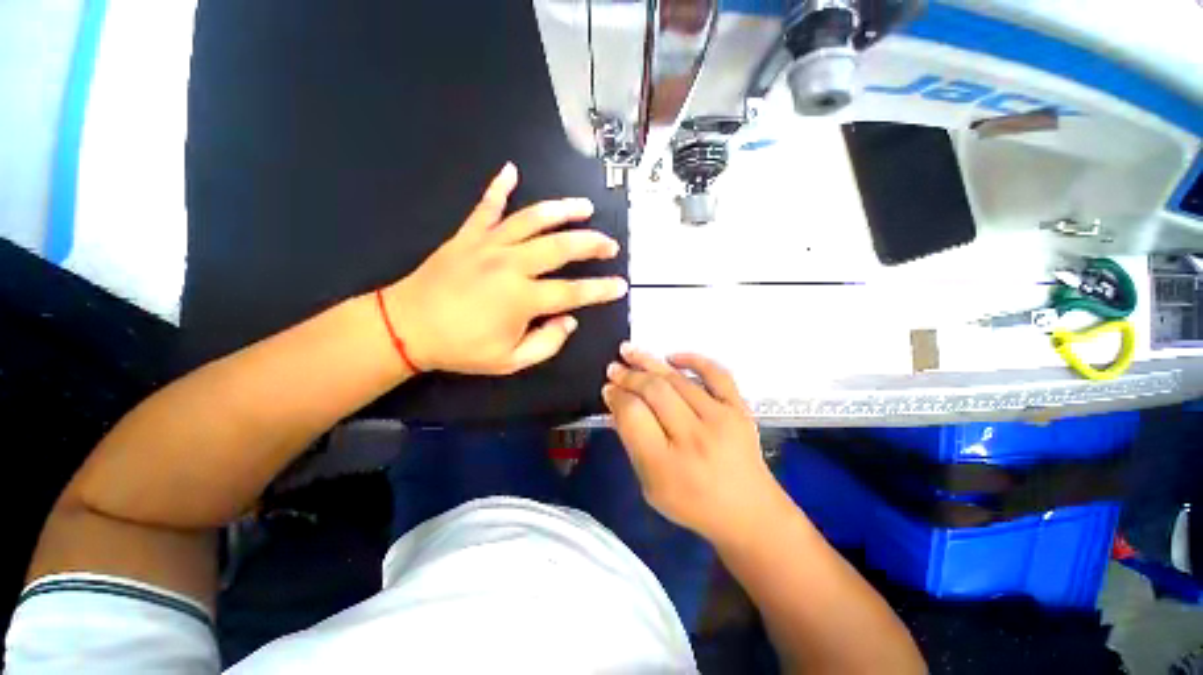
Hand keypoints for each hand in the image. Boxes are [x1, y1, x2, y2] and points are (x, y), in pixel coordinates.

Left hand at [386, 163, 627, 374]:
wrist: (406, 328)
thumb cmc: (461, 349)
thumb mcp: (510, 361)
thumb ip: (546, 343)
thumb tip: (569, 320)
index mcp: (523, 298)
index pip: (574, 292)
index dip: (601, 289)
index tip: (621, 285)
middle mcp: (511, 265)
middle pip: (561, 246)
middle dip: (592, 244)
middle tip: (610, 245)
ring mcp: (488, 245)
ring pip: (532, 219)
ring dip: (562, 210)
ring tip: (585, 207)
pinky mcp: (467, 235)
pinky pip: (485, 206)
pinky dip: (498, 187)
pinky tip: (511, 169)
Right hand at [602, 344, 784, 543]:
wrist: (749, 513)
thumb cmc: (693, 504)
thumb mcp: (651, 485)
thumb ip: (633, 444)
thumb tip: (618, 406)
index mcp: (667, 464)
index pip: (633, 415)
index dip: (616, 396)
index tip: (608, 388)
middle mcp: (694, 437)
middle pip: (654, 391)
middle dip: (628, 376)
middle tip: (613, 368)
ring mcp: (721, 420)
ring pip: (678, 380)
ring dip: (649, 362)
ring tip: (629, 351)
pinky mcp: (740, 410)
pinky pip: (717, 374)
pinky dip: (694, 360)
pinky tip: (672, 357)